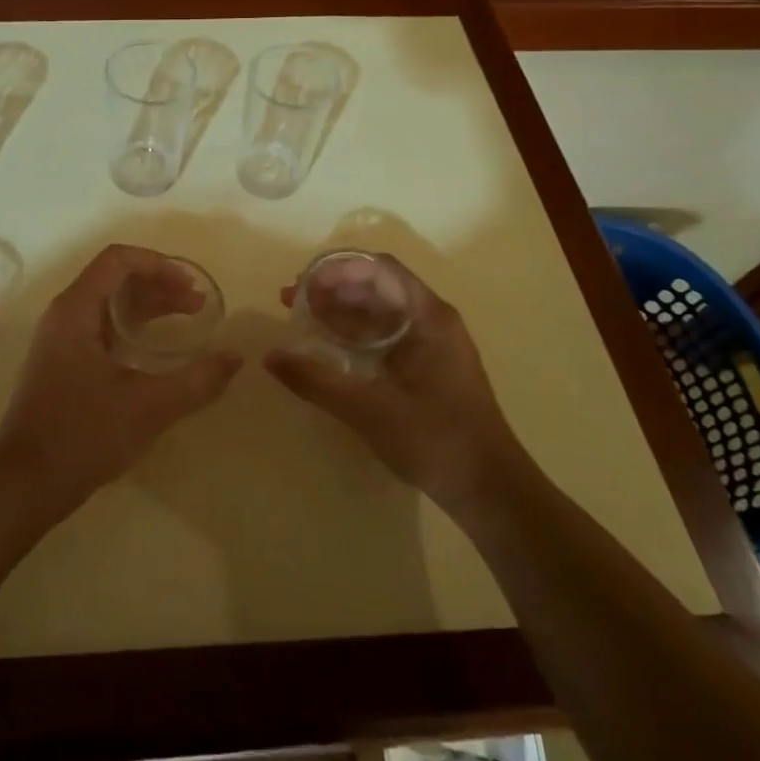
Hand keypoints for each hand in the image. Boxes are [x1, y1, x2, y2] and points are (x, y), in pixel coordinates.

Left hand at [0, 245, 241, 508]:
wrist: (25, 482)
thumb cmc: (82, 435)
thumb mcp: (148, 407)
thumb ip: (197, 381)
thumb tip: (234, 358)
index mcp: (75, 310)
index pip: (118, 260)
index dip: (158, 264)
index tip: (191, 286)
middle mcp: (64, 316)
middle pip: (115, 280)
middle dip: (160, 286)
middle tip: (198, 306)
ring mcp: (60, 341)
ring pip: (109, 306)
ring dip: (148, 308)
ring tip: (187, 321)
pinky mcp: (62, 365)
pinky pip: (101, 330)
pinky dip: (133, 330)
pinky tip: (157, 352)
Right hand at [264, 255, 521, 504]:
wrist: (490, 491)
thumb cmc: (435, 440)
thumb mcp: (368, 409)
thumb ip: (317, 381)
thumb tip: (270, 357)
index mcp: (428, 317)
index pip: (379, 269)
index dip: (338, 269)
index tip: (302, 285)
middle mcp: (432, 321)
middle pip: (377, 287)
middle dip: (332, 290)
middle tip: (290, 303)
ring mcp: (431, 346)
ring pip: (379, 313)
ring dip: (340, 312)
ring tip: (300, 322)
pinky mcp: (427, 369)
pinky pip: (385, 337)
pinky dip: (354, 336)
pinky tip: (327, 350)